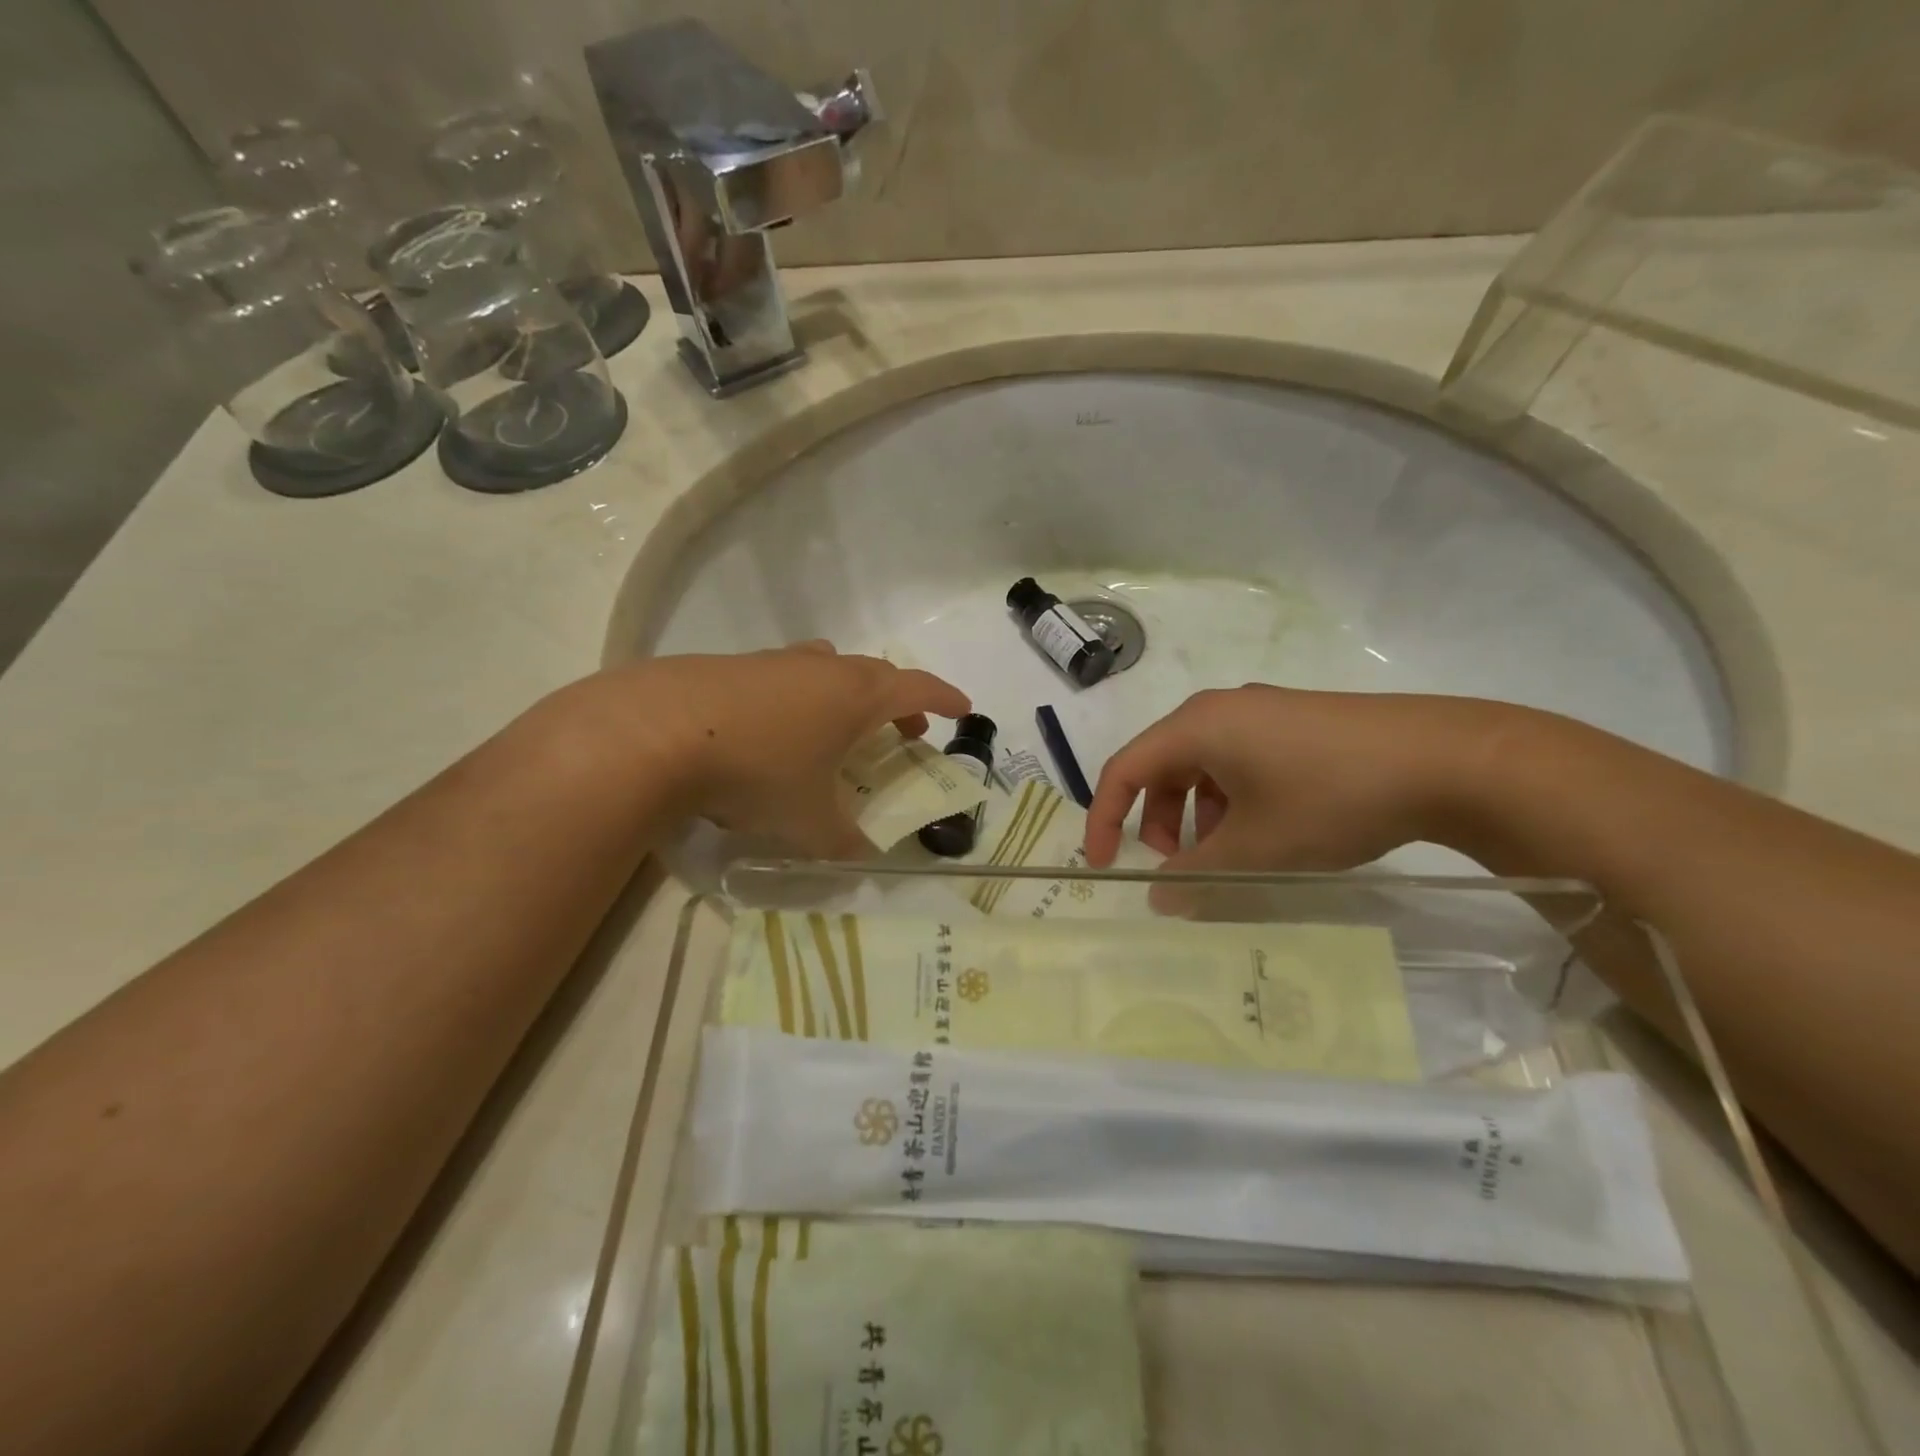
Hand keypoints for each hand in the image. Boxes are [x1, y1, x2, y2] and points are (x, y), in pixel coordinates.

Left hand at [556, 641, 969, 856]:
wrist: (657, 731)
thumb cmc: (758, 771)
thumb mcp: (809, 820)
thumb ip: (842, 842)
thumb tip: (859, 857)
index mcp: (856, 696)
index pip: (917, 687)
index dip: (945, 698)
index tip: (964, 710)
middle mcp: (822, 669)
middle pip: (875, 674)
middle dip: (898, 701)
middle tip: (906, 729)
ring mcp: (775, 663)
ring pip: (828, 669)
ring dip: (847, 694)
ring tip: (840, 727)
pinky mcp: (733, 667)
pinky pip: (786, 677)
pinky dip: (800, 699)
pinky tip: (775, 732)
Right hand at [1084, 685, 1527, 873]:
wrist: (1444, 759)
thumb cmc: (1329, 797)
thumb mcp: (1256, 847)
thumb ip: (1197, 875)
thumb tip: (1161, 899)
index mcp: (1196, 726)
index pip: (1124, 768)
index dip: (1104, 818)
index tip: (1105, 865)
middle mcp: (1220, 710)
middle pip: (1162, 766)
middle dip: (1156, 820)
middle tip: (1177, 867)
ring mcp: (1262, 712)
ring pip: (1203, 766)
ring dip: (1197, 814)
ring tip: (1227, 854)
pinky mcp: (1297, 724)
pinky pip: (1240, 761)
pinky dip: (1232, 799)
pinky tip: (1268, 830)